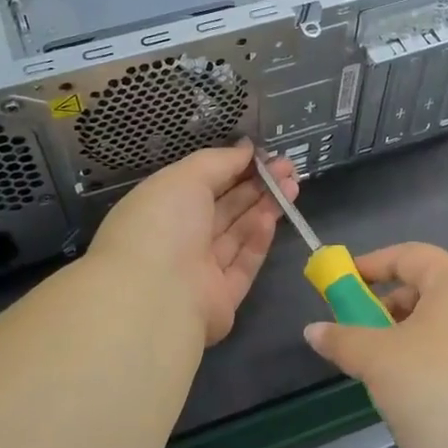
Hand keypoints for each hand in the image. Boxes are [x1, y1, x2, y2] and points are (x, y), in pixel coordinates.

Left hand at [91, 143, 297, 346]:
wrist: (156, 297)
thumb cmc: (162, 224)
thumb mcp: (185, 177)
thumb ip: (219, 161)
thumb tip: (246, 149)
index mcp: (159, 209)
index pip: (200, 184)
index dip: (232, 167)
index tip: (262, 155)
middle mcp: (177, 239)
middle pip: (223, 208)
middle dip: (256, 186)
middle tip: (287, 168)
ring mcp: (198, 271)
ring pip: (236, 234)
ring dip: (263, 208)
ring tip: (292, 186)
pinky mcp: (221, 298)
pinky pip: (243, 264)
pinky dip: (257, 240)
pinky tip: (273, 218)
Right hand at [303, 243, 447, 447]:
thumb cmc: (435, 391)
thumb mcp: (378, 360)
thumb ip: (342, 339)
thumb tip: (313, 331)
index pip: (411, 255)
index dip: (373, 263)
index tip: (342, 281)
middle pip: (426, 290)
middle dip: (386, 306)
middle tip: (356, 330)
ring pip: (439, 327)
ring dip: (403, 339)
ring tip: (377, 369)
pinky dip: (425, 362)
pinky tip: (408, 397)